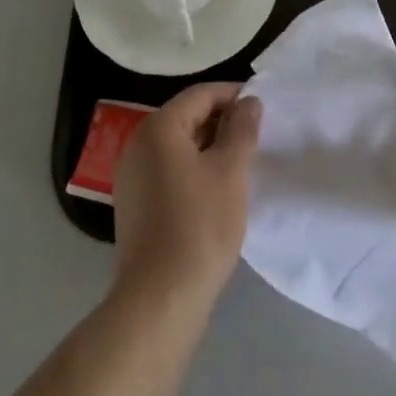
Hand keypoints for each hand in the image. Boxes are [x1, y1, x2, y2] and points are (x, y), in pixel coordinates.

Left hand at [112, 83, 261, 305]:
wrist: (159, 301)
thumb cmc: (199, 226)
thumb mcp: (230, 171)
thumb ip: (242, 129)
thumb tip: (249, 101)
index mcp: (159, 127)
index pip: (201, 94)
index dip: (234, 95)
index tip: (263, 108)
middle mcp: (138, 144)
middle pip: (187, 116)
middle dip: (223, 122)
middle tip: (256, 137)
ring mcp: (132, 176)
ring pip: (179, 146)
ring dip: (210, 147)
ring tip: (242, 162)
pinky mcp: (135, 204)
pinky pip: (169, 170)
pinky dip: (194, 169)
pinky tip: (217, 190)